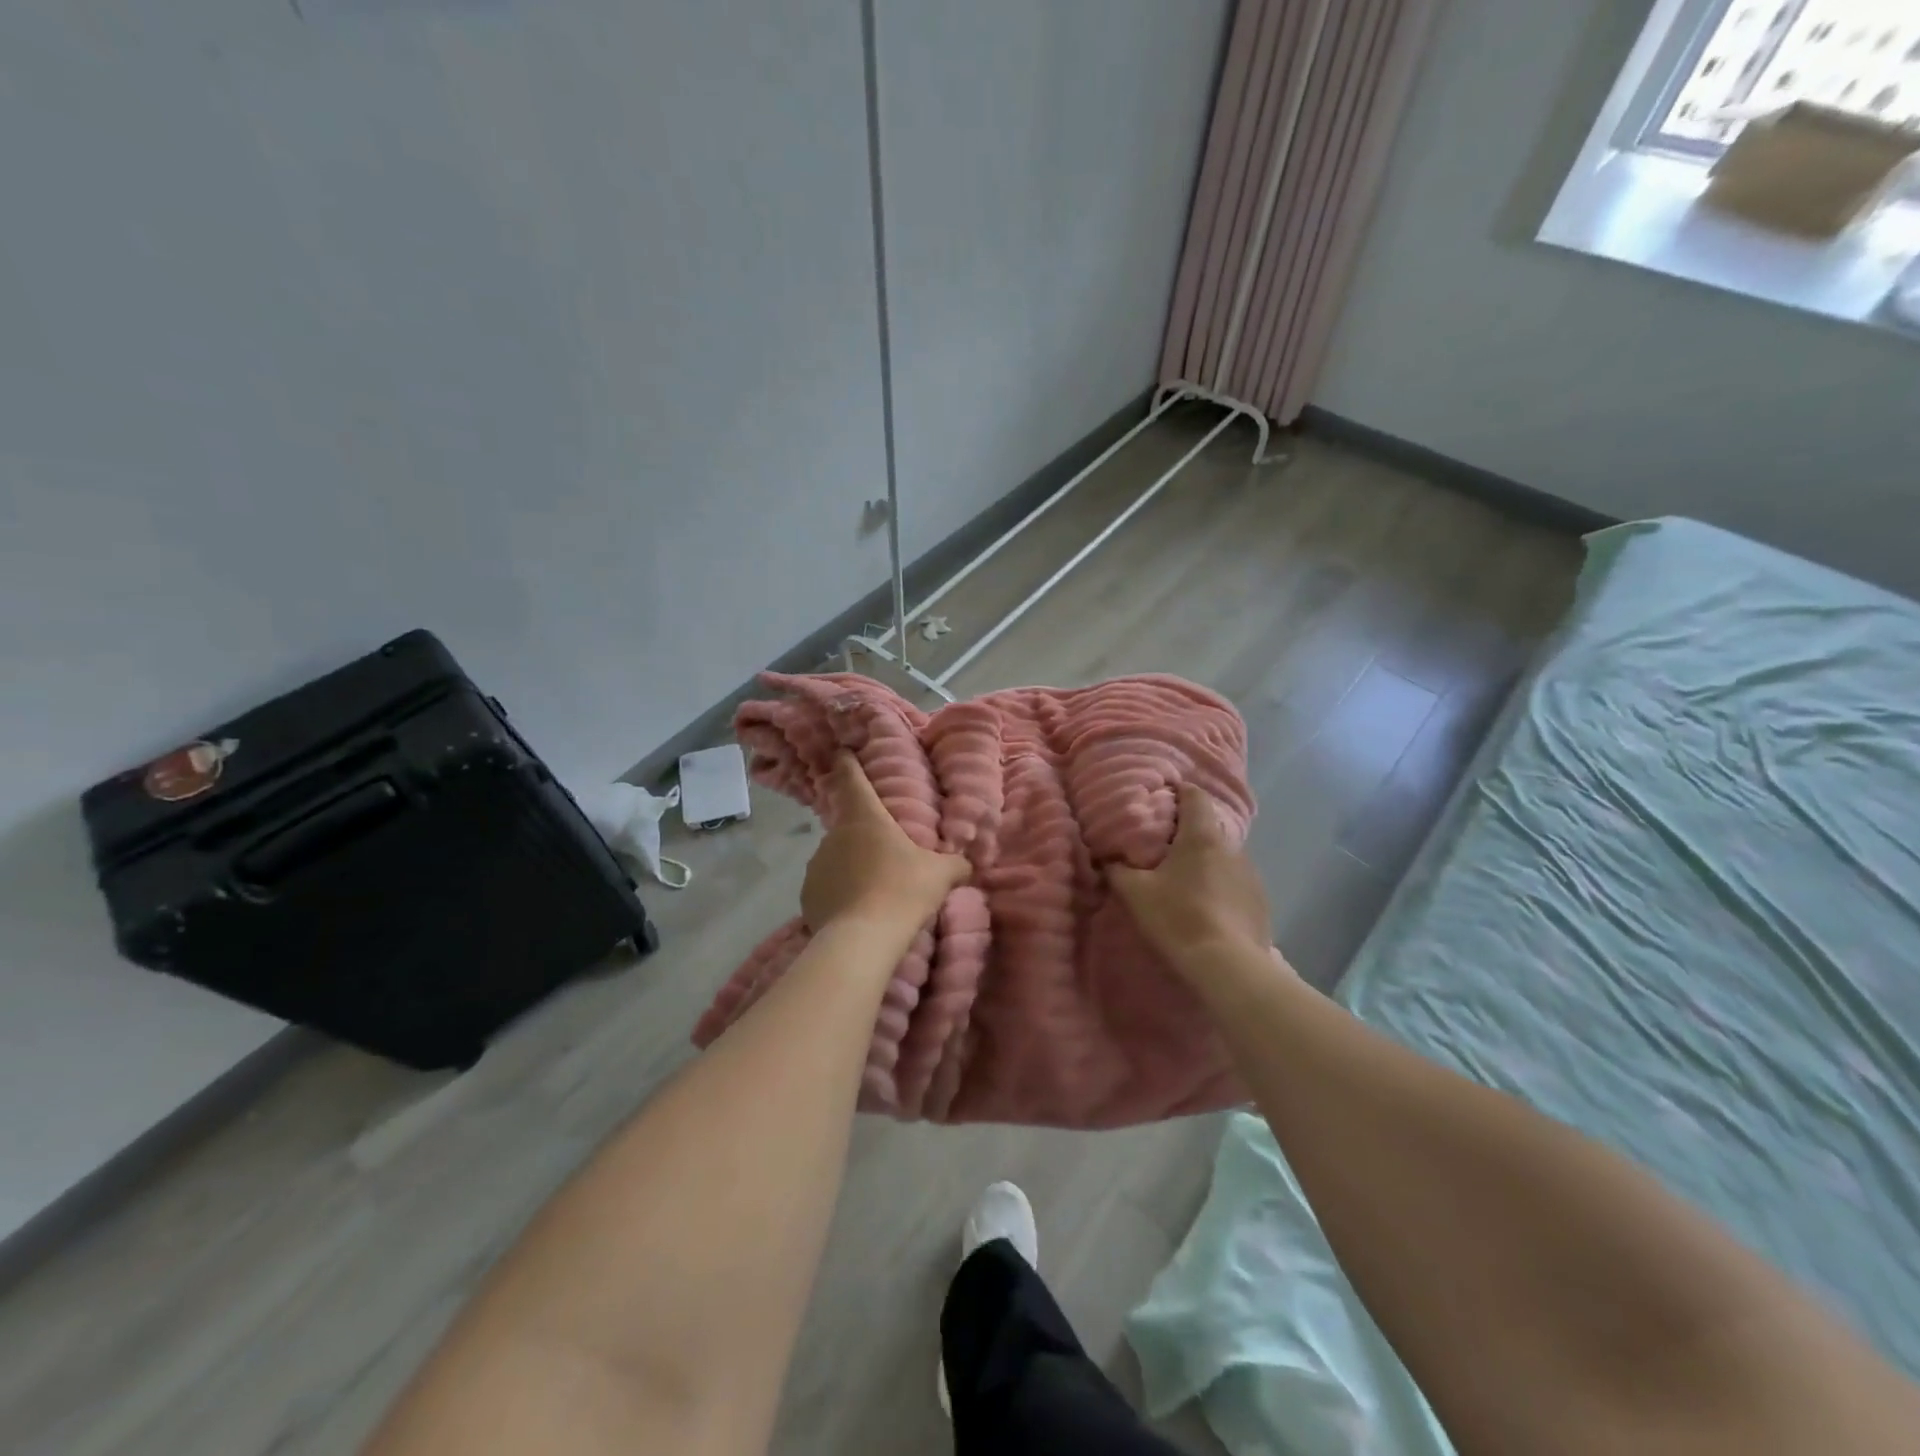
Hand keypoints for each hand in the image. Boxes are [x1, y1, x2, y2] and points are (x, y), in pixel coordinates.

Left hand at [801, 753, 970, 931]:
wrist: (863, 939)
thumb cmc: (903, 891)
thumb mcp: (941, 874)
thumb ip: (955, 863)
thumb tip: (967, 862)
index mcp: (865, 817)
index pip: (852, 778)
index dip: (849, 763)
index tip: (843, 752)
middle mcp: (835, 834)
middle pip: (848, 824)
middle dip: (864, 835)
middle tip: (886, 852)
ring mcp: (816, 864)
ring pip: (837, 857)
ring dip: (851, 866)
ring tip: (873, 890)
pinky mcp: (807, 895)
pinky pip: (827, 886)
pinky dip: (839, 893)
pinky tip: (856, 911)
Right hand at [1107, 785, 1275, 973]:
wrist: (1227, 966)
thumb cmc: (1177, 917)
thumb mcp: (1134, 893)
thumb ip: (1117, 870)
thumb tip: (1108, 858)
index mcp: (1201, 837)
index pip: (1195, 796)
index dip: (1180, 791)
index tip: (1164, 797)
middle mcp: (1232, 848)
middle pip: (1209, 828)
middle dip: (1188, 832)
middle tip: (1164, 847)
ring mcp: (1251, 876)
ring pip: (1224, 857)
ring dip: (1206, 862)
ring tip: (1186, 880)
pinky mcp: (1261, 903)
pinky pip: (1236, 884)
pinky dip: (1221, 887)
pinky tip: (1208, 908)